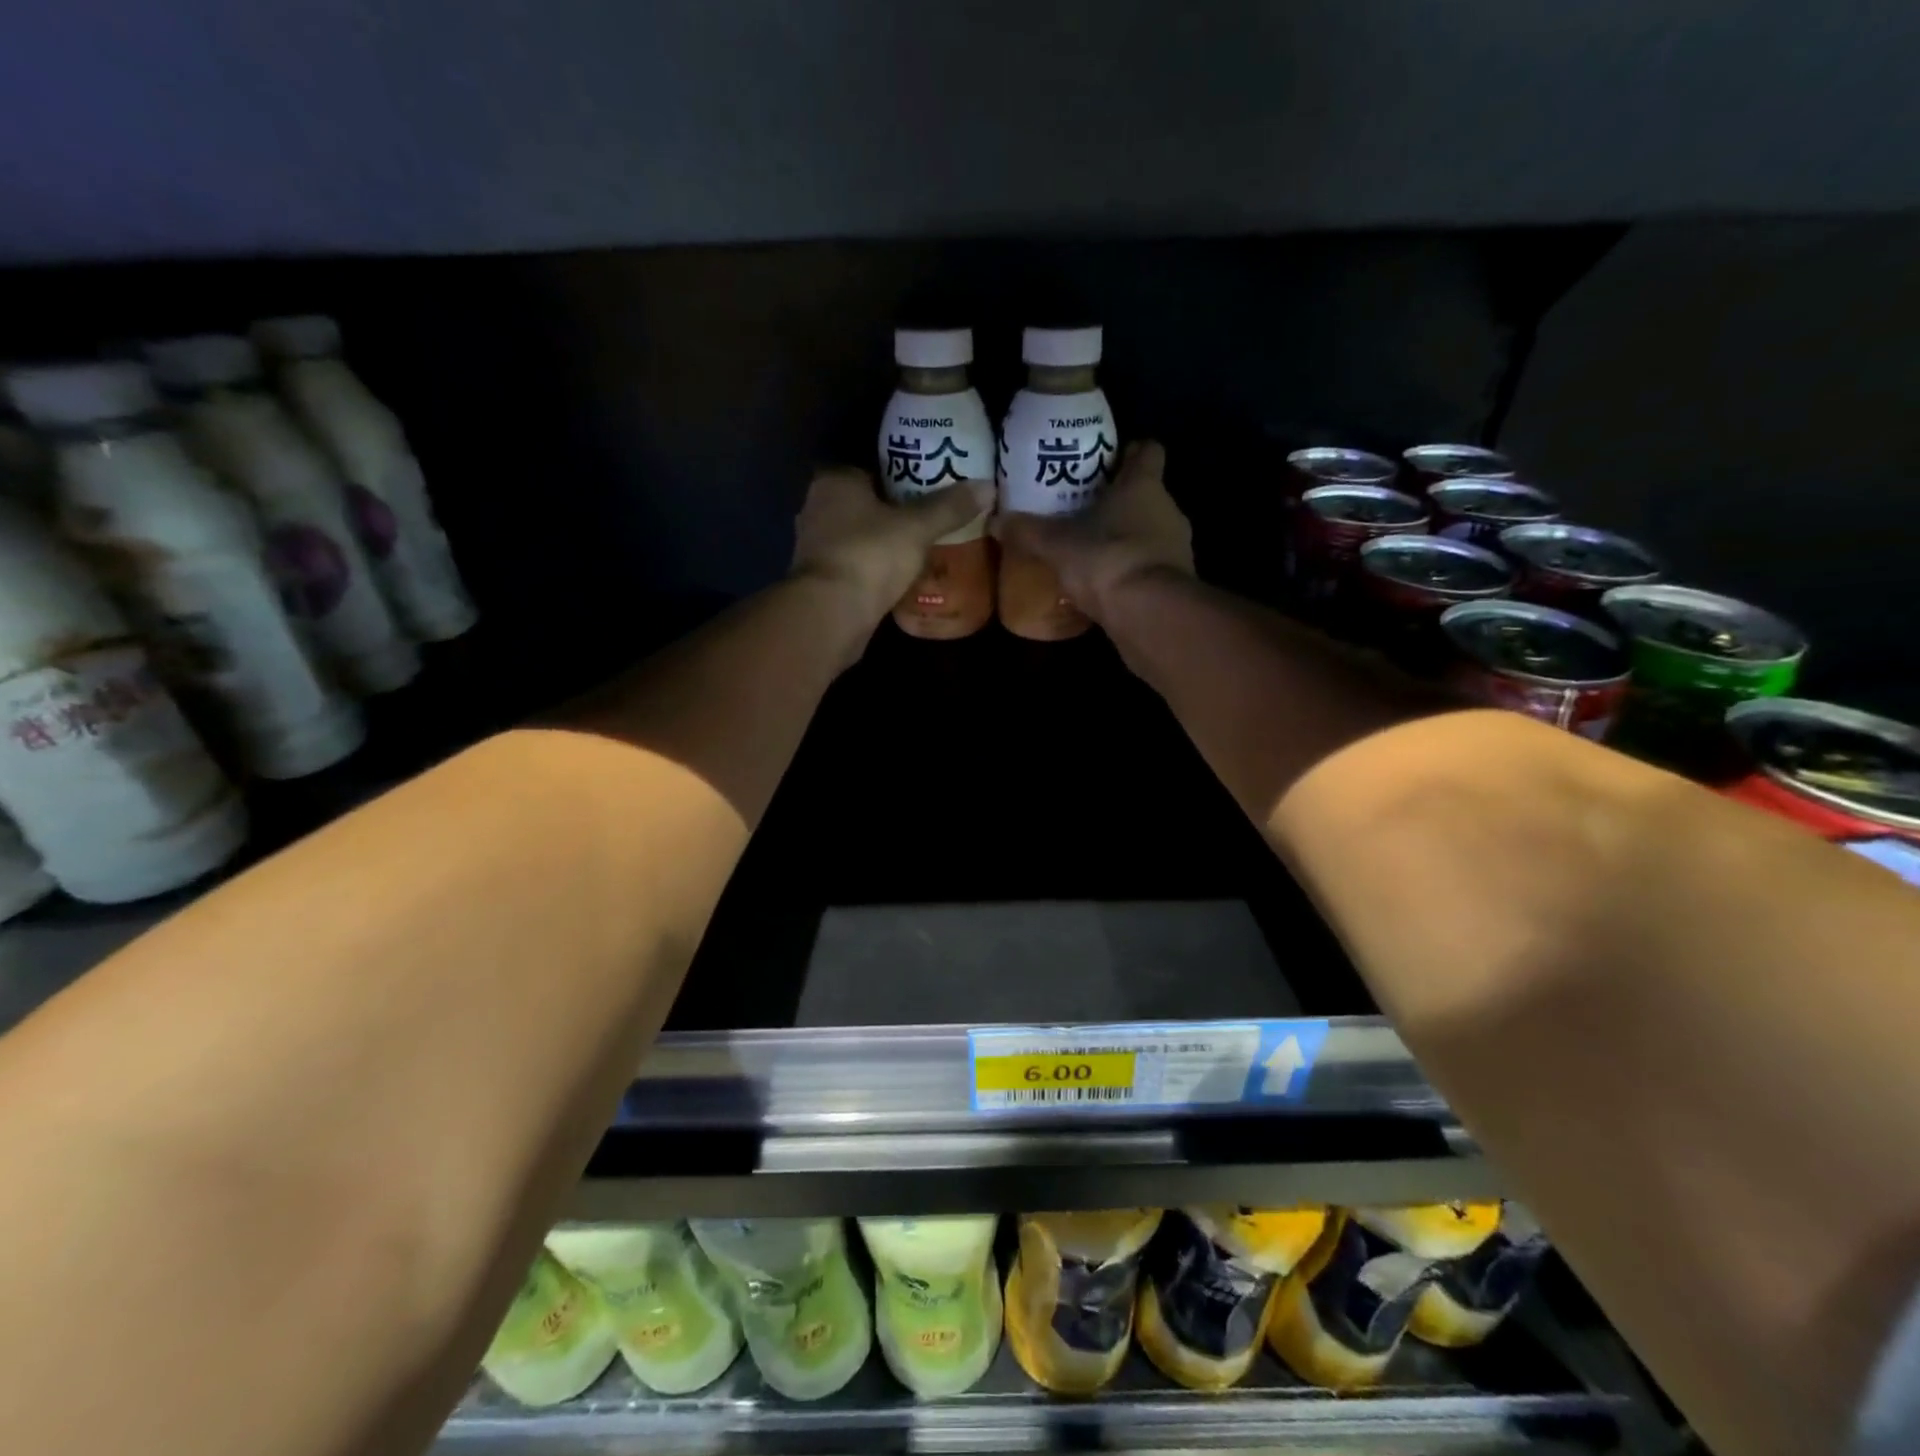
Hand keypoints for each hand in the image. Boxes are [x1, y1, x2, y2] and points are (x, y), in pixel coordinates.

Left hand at [791, 467, 993, 624]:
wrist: (831, 614)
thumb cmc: (870, 555)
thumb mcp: (917, 528)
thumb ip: (949, 507)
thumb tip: (988, 486)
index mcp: (834, 482)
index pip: (870, 469)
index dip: (899, 477)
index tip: (927, 490)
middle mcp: (816, 508)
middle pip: (863, 504)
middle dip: (891, 513)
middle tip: (928, 521)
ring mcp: (814, 547)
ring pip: (856, 537)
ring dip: (881, 544)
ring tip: (918, 550)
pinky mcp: (819, 581)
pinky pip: (854, 566)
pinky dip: (872, 571)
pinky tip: (898, 579)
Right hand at [994, 441, 1192, 620]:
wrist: (1150, 614)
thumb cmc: (1106, 560)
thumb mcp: (1056, 545)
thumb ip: (1027, 531)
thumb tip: (995, 520)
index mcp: (1143, 486)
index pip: (1148, 451)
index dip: (1130, 451)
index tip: (1108, 460)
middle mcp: (1168, 509)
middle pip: (1146, 494)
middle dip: (1119, 501)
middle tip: (1085, 509)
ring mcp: (1178, 547)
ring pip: (1150, 531)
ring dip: (1126, 538)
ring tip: (1092, 550)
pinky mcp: (1177, 582)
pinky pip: (1151, 566)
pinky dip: (1132, 570)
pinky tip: (1107, 583)